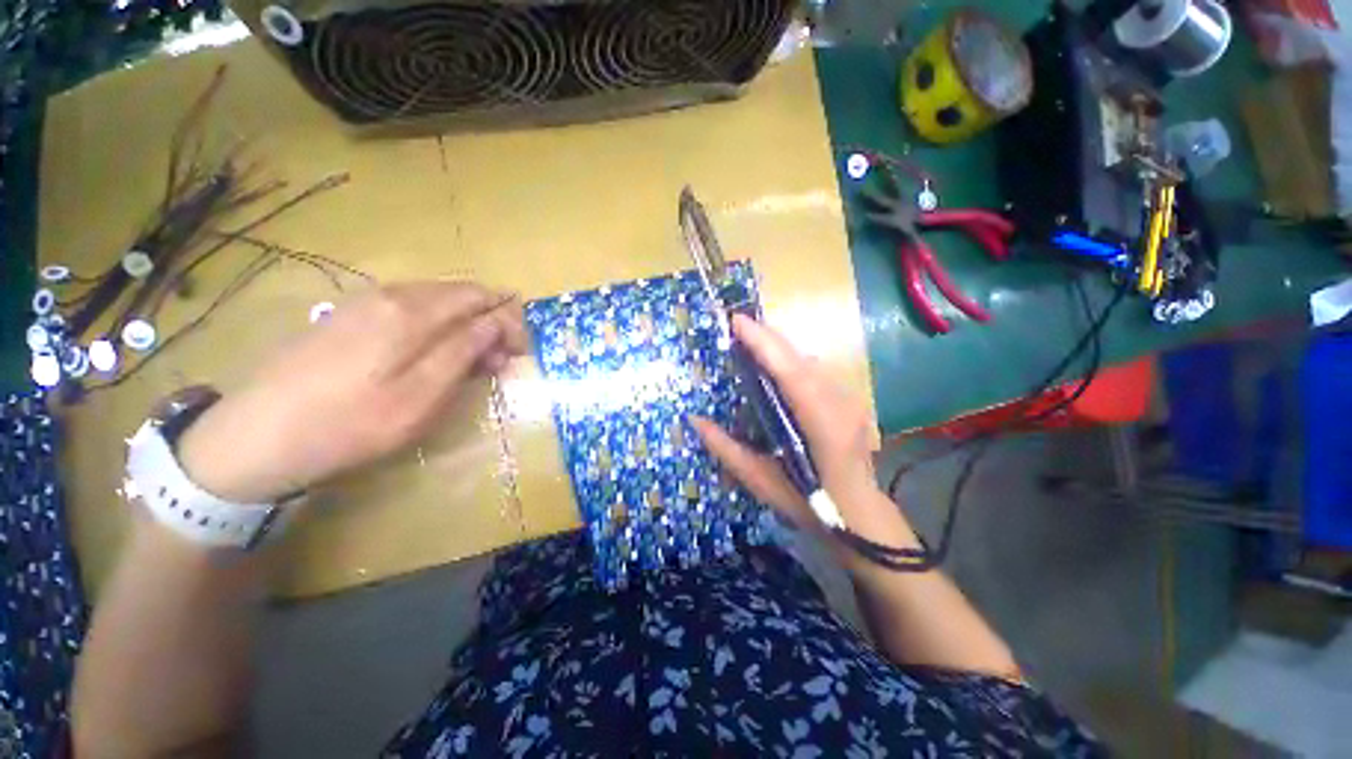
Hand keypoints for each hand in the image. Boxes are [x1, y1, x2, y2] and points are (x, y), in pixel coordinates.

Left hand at [177, 281, 527, 503]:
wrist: (255, 438)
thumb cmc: (350, 423)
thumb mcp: (422, 395)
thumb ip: (464, 351)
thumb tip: (497, 322)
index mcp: (411, 310)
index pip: (480, 297)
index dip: (509, 319)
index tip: (522, 352)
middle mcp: (389, 294)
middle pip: (458, 294)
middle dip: (490, 322)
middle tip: (501, 362)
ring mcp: (364, 303)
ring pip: (435, 302)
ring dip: (465, 326)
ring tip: (475, 363)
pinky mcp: (349, 318)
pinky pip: (409, 311)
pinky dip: (436, 328)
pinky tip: (435, 355)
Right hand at [692, 315, 917, 562]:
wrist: (860, 516)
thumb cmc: (810, 504)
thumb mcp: (761, 482)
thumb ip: (727, 449)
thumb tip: (695, 420)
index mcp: (822, 426)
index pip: (791, 374)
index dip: (765, 344)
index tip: (737, 321)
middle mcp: (840, 404)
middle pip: (801, 359)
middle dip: (768, 337)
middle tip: (736, 325)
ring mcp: (850, 399)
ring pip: (809, 360)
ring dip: (779, 347)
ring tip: (750, 340)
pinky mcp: (849, 399)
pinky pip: (815, 369)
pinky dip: (791, 360)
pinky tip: (775, 363)